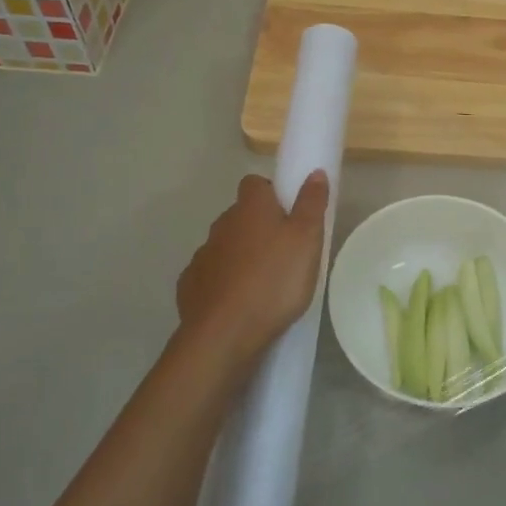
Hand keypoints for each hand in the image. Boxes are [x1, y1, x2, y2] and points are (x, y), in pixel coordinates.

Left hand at [175, 172, 329, 369]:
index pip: (256, 183)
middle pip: (241, 216)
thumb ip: (311, 203)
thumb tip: (314, 172)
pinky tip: (239, 303)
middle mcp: (221, 224)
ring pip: (226, 246)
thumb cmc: (275, 280)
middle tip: (285, 253)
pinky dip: (224, 283)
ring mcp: (202, 256)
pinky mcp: (191, 286)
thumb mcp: (307, 239)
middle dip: (259, 228)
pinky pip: (211, 276)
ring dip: (241, 256)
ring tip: (264, 283)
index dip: (272, 193)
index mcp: (250, 208)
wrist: (225, 334)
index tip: (291, 215)